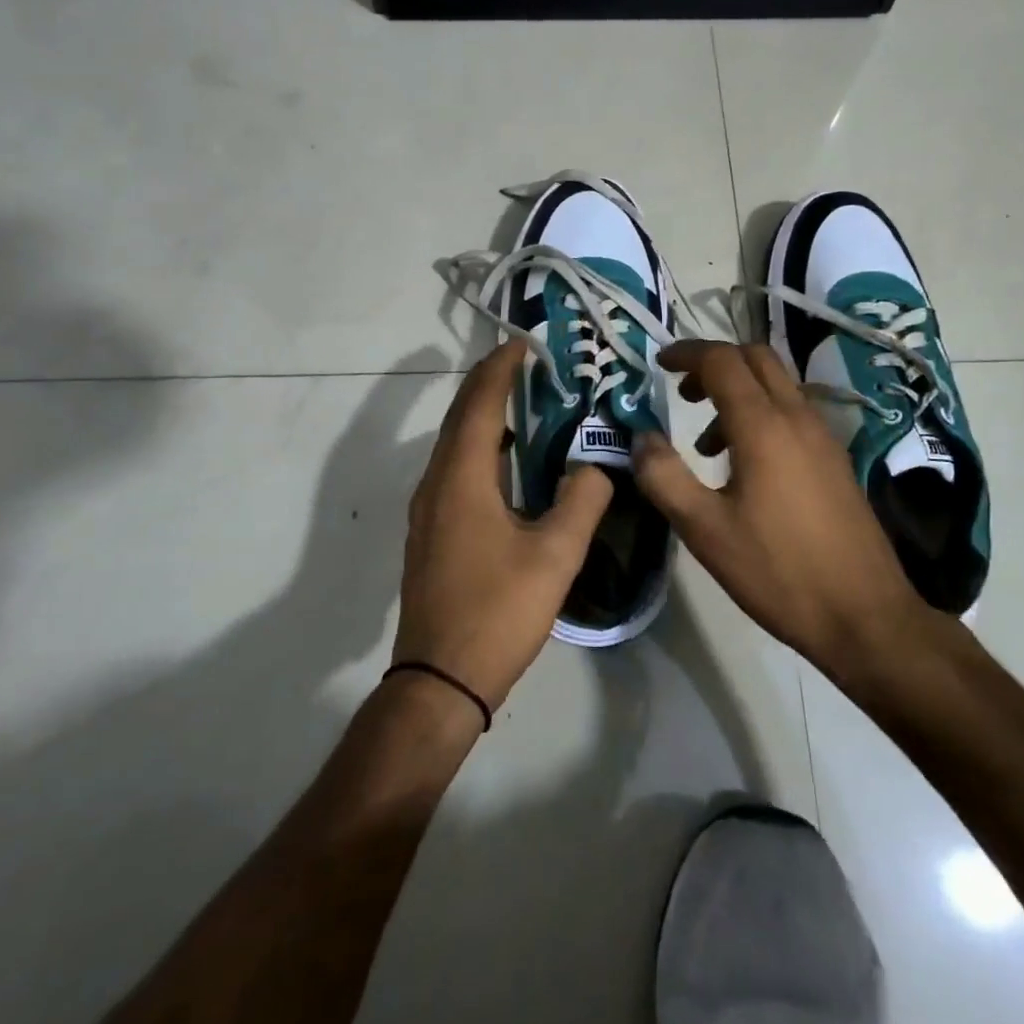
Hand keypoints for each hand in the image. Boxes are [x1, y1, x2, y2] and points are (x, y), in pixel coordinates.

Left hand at [395, 341, 613, 711]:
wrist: (441, 680)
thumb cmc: (498, 611)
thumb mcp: (555, 555)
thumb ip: (582, 500)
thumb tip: (595, 464)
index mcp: (462, 478)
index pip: (478, 404)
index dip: (499, 369)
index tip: (524, 344)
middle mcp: (436, 483)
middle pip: (460, 417)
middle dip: (490, 384)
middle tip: (528, 365)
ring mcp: (428, 509)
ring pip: (454, 444)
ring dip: (483, 415)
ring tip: (523, 403)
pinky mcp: (431, 531)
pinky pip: (454, 469)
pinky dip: (479, 447)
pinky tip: (508, 462)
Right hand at [634, 341, 938, 672]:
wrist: (864, 615)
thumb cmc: (778, 571)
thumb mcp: (704, 530)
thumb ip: (665, 477)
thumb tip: (642, 438)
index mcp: (763, 425)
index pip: (722, 361)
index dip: (687, 353)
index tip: (659, 363)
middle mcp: (797, 417)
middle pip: (756, 357)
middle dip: (715, 362)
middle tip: (682, 390)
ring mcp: (823, 436)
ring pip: (777, 384)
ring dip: (738, 390)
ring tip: (705, 440)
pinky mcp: (834, 458)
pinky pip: (792, 412)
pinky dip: (761, 413)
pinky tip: (744, 465)